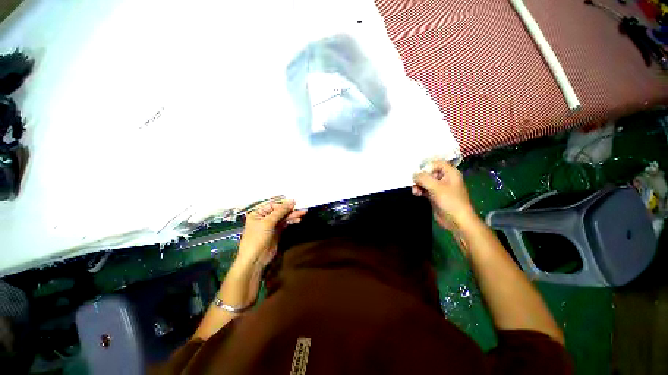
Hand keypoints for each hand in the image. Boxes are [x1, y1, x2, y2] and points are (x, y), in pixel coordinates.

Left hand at [236, 199, 306, 268]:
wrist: (255, 259)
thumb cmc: (258, 238)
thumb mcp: (268, 222)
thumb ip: (281, 211)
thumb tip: (292, 201)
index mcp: (258, 214)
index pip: (273, 205)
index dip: (283, 205)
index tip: (294, 204)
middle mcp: (264, 218)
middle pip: (279, 211)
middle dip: (290, 210)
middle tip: (301, 209)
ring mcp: (271, 225)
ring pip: (283, 217)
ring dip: (293, 215)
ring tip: (302, 214)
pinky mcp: (277, 232)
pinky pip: (285, 223)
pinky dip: (291, 221)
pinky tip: (297, 220)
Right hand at [412, 160, 476, 228]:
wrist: (456, 220)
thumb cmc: (450, 201)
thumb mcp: (436, 187)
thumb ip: (423, 178)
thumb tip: (413, 174)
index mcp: (450, 173)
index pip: (436, 163)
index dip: (426, 167)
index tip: (419, 174)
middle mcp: (445, 178)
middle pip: (428, 172)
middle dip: (420, 178)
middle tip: (415, 183)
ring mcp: (439, 187)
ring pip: (425, 181)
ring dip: (418, 185)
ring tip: (415, 191)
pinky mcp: (434, 195)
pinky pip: (424, 189)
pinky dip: (419, 190)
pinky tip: (416, 194)